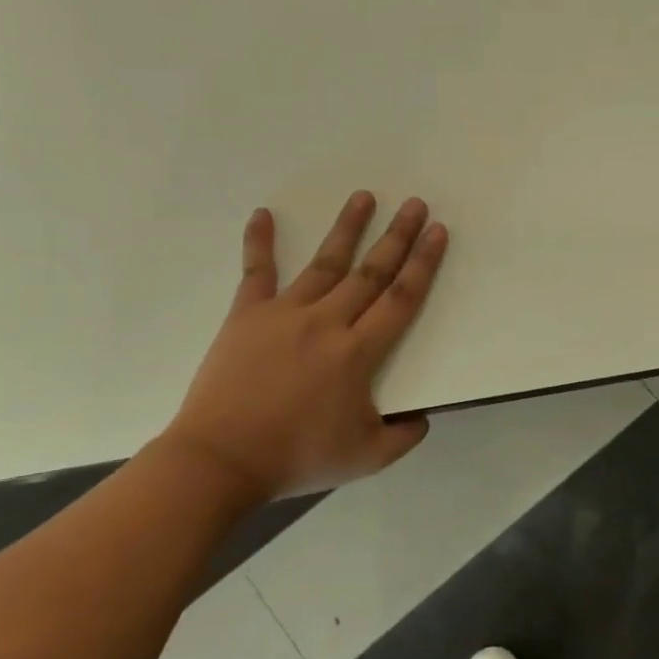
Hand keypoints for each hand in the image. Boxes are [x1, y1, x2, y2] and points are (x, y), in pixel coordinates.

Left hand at [159, 192, 446, 504]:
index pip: (401, 299)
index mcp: (358, 353)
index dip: (423, 264)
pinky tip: (262, 213)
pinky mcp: (246, 317)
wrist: (220, 461)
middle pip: (370, 272)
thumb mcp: (367, 457)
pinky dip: (258, 242)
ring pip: (324, 263)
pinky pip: (255, 272)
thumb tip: (422, 416)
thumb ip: (404, 436)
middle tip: (415, 204)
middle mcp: (326, 322)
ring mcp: (284, 314)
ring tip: (364, 197)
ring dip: (346, 229)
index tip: (437, 233)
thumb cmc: (297, 457)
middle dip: (397, 236)